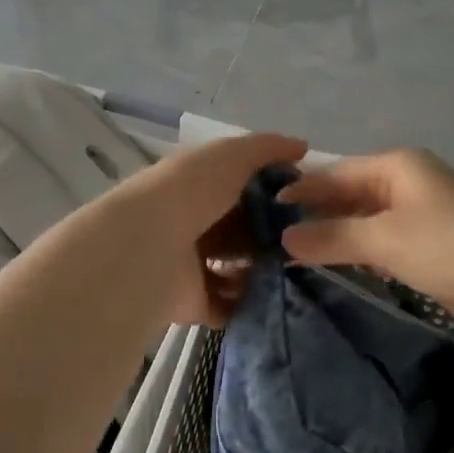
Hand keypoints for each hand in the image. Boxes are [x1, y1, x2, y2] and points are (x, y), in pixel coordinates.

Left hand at [119, 131, 307, 326]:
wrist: (147, 247)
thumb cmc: (191, 192)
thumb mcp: (232, 155)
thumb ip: (267, 148)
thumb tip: (301, 146)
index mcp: (197, 187)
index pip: (240, 188)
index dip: (272, 193)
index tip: (306, 201)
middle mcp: (193, 224)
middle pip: (240, 231)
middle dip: (272, 236)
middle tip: (306, 241)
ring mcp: (191, 266)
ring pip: (236, 269)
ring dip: (263, 271)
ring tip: (295, 271)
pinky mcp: (193, 302)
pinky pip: (228, 306)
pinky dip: (249, 305)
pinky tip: (276, 298)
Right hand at [280, 148, 453, 352]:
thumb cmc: (453, 246)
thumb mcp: (386, 238)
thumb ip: (333, 237)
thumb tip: (285, 236)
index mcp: (397, 167)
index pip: (335, 173)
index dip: (300, 189)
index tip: (259, 211)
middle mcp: (407, 187)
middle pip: (349, 197)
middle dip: (314, 216)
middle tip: (267, 240)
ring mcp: (422, 222)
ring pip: (365, 227)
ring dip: (334, 240)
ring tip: (288, 259)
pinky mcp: (432, 255)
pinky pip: (383, 251)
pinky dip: (359, 260)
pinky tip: (332, 274)